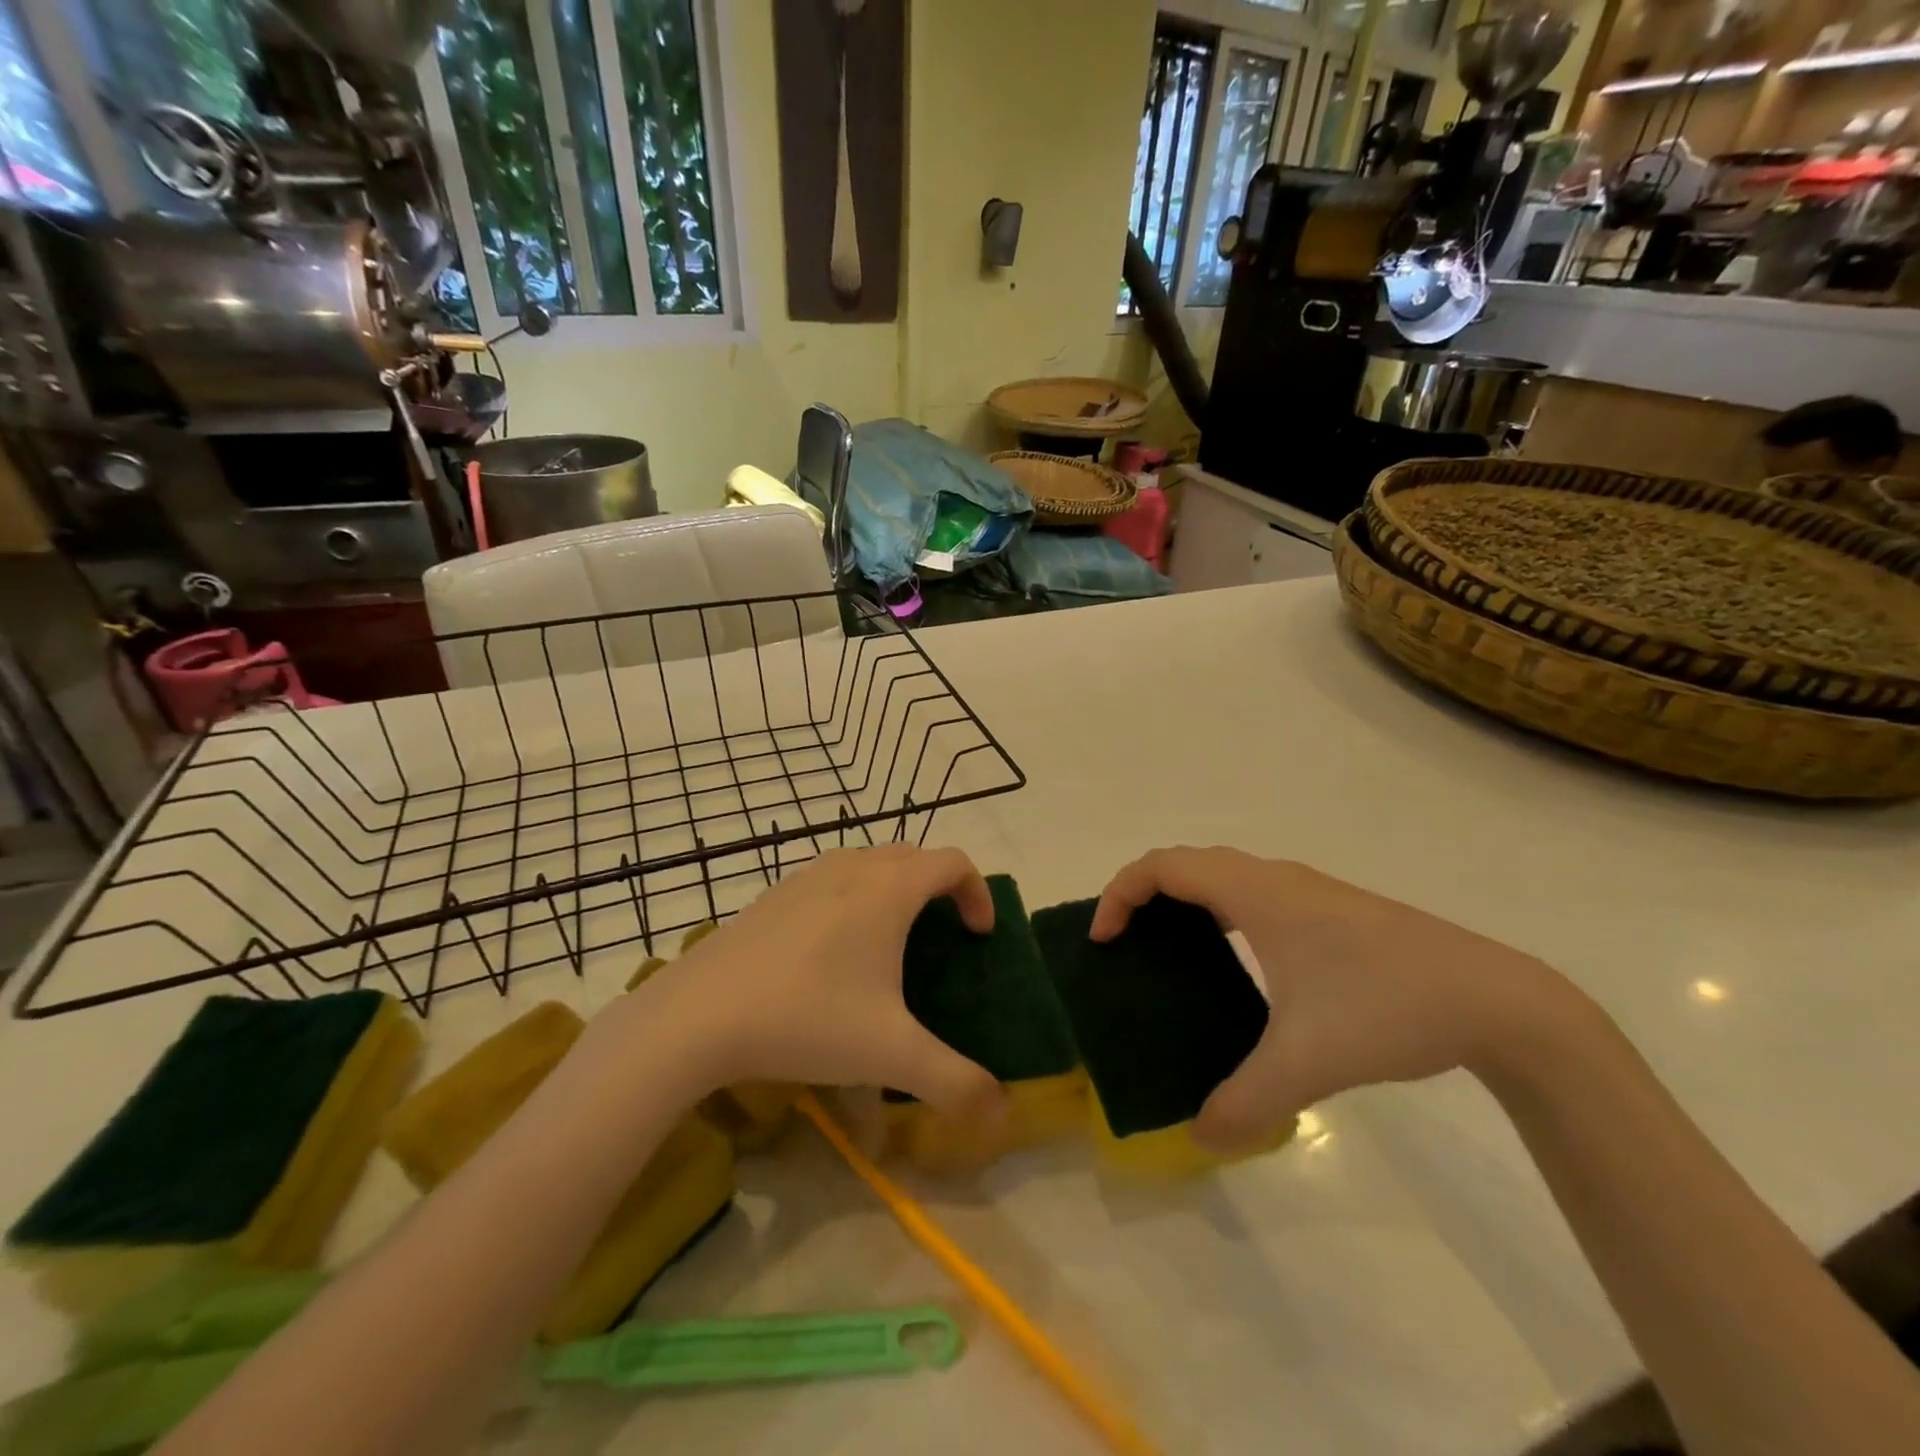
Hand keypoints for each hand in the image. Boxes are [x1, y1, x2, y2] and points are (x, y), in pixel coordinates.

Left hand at [619, 846, 1008, 1121]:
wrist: (698, 1015)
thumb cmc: (807, 1018)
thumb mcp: (890, 1055)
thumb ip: (954, 1083)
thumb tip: (1001, 1113)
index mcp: (889, 889)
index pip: (954, 862)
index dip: (978, 892)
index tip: (978, 937)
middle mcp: (852, 867)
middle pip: (914, 856)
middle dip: (939, 888)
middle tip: (942, 938)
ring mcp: (807, 875)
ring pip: (870, 862)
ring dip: (896, 888)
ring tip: (891, 943)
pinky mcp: (774, 894)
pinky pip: (833, 878)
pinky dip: (855, 896)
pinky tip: (833, 952)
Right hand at [1091, 847, 1584, 1150]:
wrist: (1498, 1000)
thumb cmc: (1388, 1008)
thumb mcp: (1308, 1062)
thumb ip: (1245, 1102)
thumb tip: (1197, 1138)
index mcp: (1256, 894)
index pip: (1163, 866)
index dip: (1120, 894)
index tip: (1104, 941)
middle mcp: (1274, 878)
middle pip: (1185, 863)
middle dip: (1142, 895)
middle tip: (1124, 946)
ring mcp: (1306, 890)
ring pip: (1221, 874)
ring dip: (1182, 901)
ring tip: (1168, 954)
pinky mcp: (1330, 909)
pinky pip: (1249, 893)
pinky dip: (1218, 912)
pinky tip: (1235, 966)